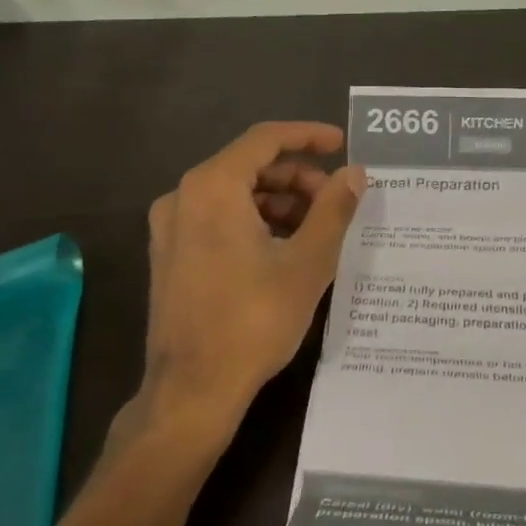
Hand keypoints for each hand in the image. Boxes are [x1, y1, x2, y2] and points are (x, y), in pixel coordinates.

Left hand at [129, 121, 364, 457]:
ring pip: (234, 194)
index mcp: (212, 187)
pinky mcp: (170, 254)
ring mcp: (171, 227)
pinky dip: (253, 222)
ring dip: (278, 202)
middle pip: (249, 166)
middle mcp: (183, 196)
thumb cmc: (253, 322)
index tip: (342, 144)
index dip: (307, 136)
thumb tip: (355, 173)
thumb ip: (333, 210)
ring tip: (316, 230)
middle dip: (297, 178)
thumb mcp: (306, 264)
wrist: (192, 390)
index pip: (265, 140)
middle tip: (336, 201)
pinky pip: (217, 218)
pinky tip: (283, 250)